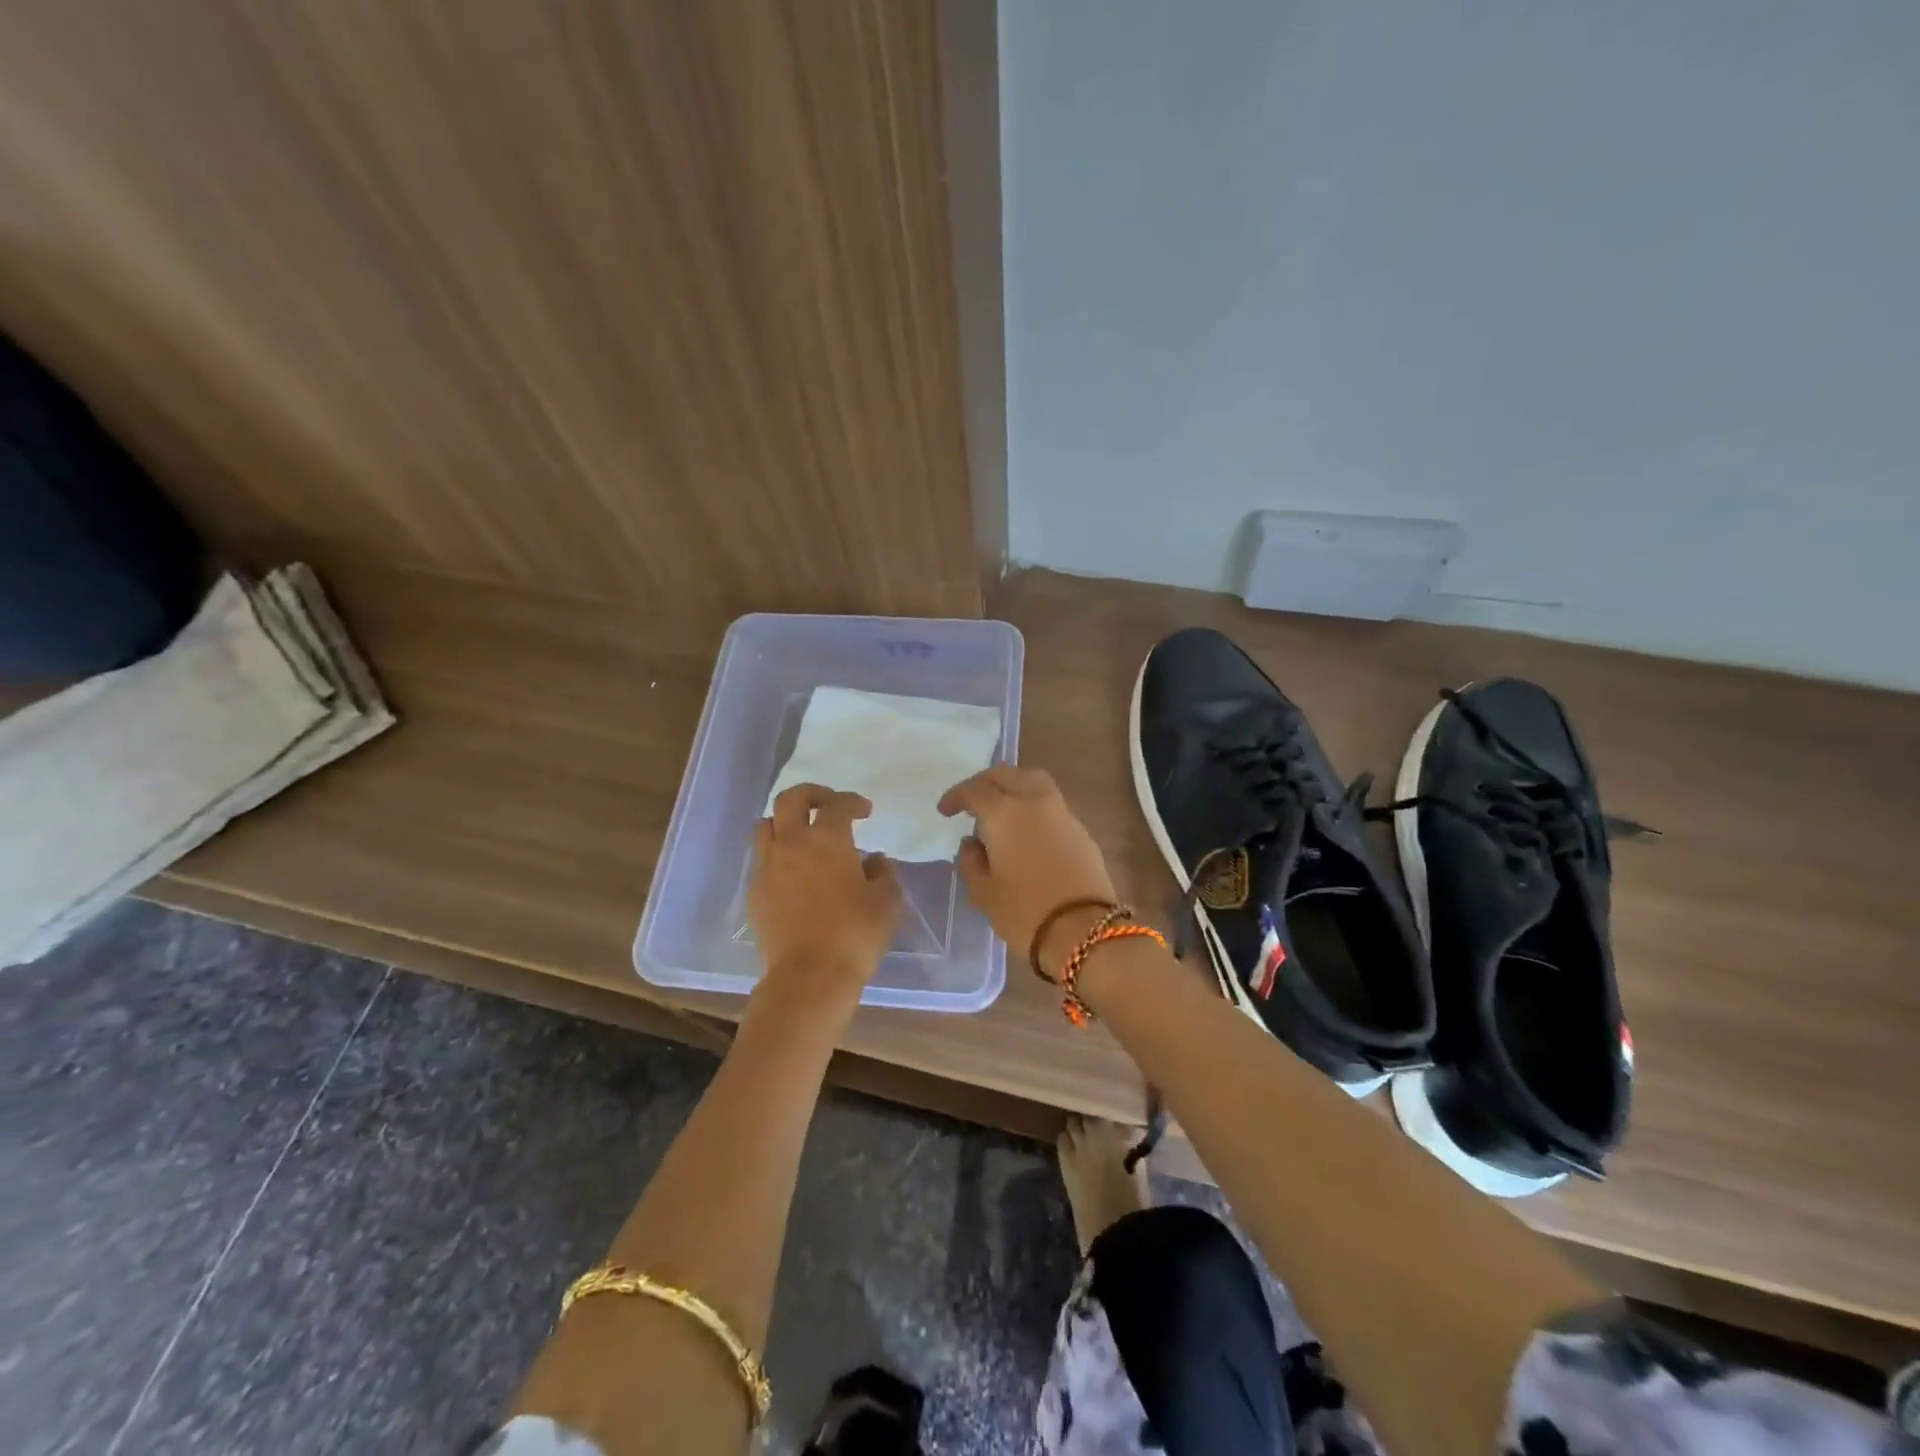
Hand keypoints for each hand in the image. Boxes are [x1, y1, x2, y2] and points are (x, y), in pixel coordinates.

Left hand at [749, 784, 900, 1007]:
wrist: (808, 976)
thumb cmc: (855, 934)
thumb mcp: (887, 902)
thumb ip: (884, 873)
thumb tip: (873, 860)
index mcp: (827, 839)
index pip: (838, 805)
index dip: (853, 802)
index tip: (865, 810)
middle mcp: (792, 843)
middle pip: (790, 799)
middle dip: (811, 794)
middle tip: (828, 805)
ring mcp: (767, 867)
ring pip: (766, 825)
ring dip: (786, 822)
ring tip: (803, 836)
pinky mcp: (754, 893)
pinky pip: (761, 859)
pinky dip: (776, 854)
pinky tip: (792, 872)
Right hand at [938, 765, 1117, 977]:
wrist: (1084, 931)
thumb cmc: (1024, 912)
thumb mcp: (983, 892)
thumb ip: (970, 861)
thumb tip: (971, 844)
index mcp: (1005, 812)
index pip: (975, 790)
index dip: (956, 796)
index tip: (945, 811)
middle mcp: (1035, 802)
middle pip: (1007, 774)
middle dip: (985, 782)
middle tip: (971, 800)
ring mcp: (1062, 813)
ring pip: (1034, 782)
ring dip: (1013, 786)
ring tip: (1001, 809)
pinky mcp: (1081, 830)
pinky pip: (1051, 804)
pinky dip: (1033, 805)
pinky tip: (1026, 830)